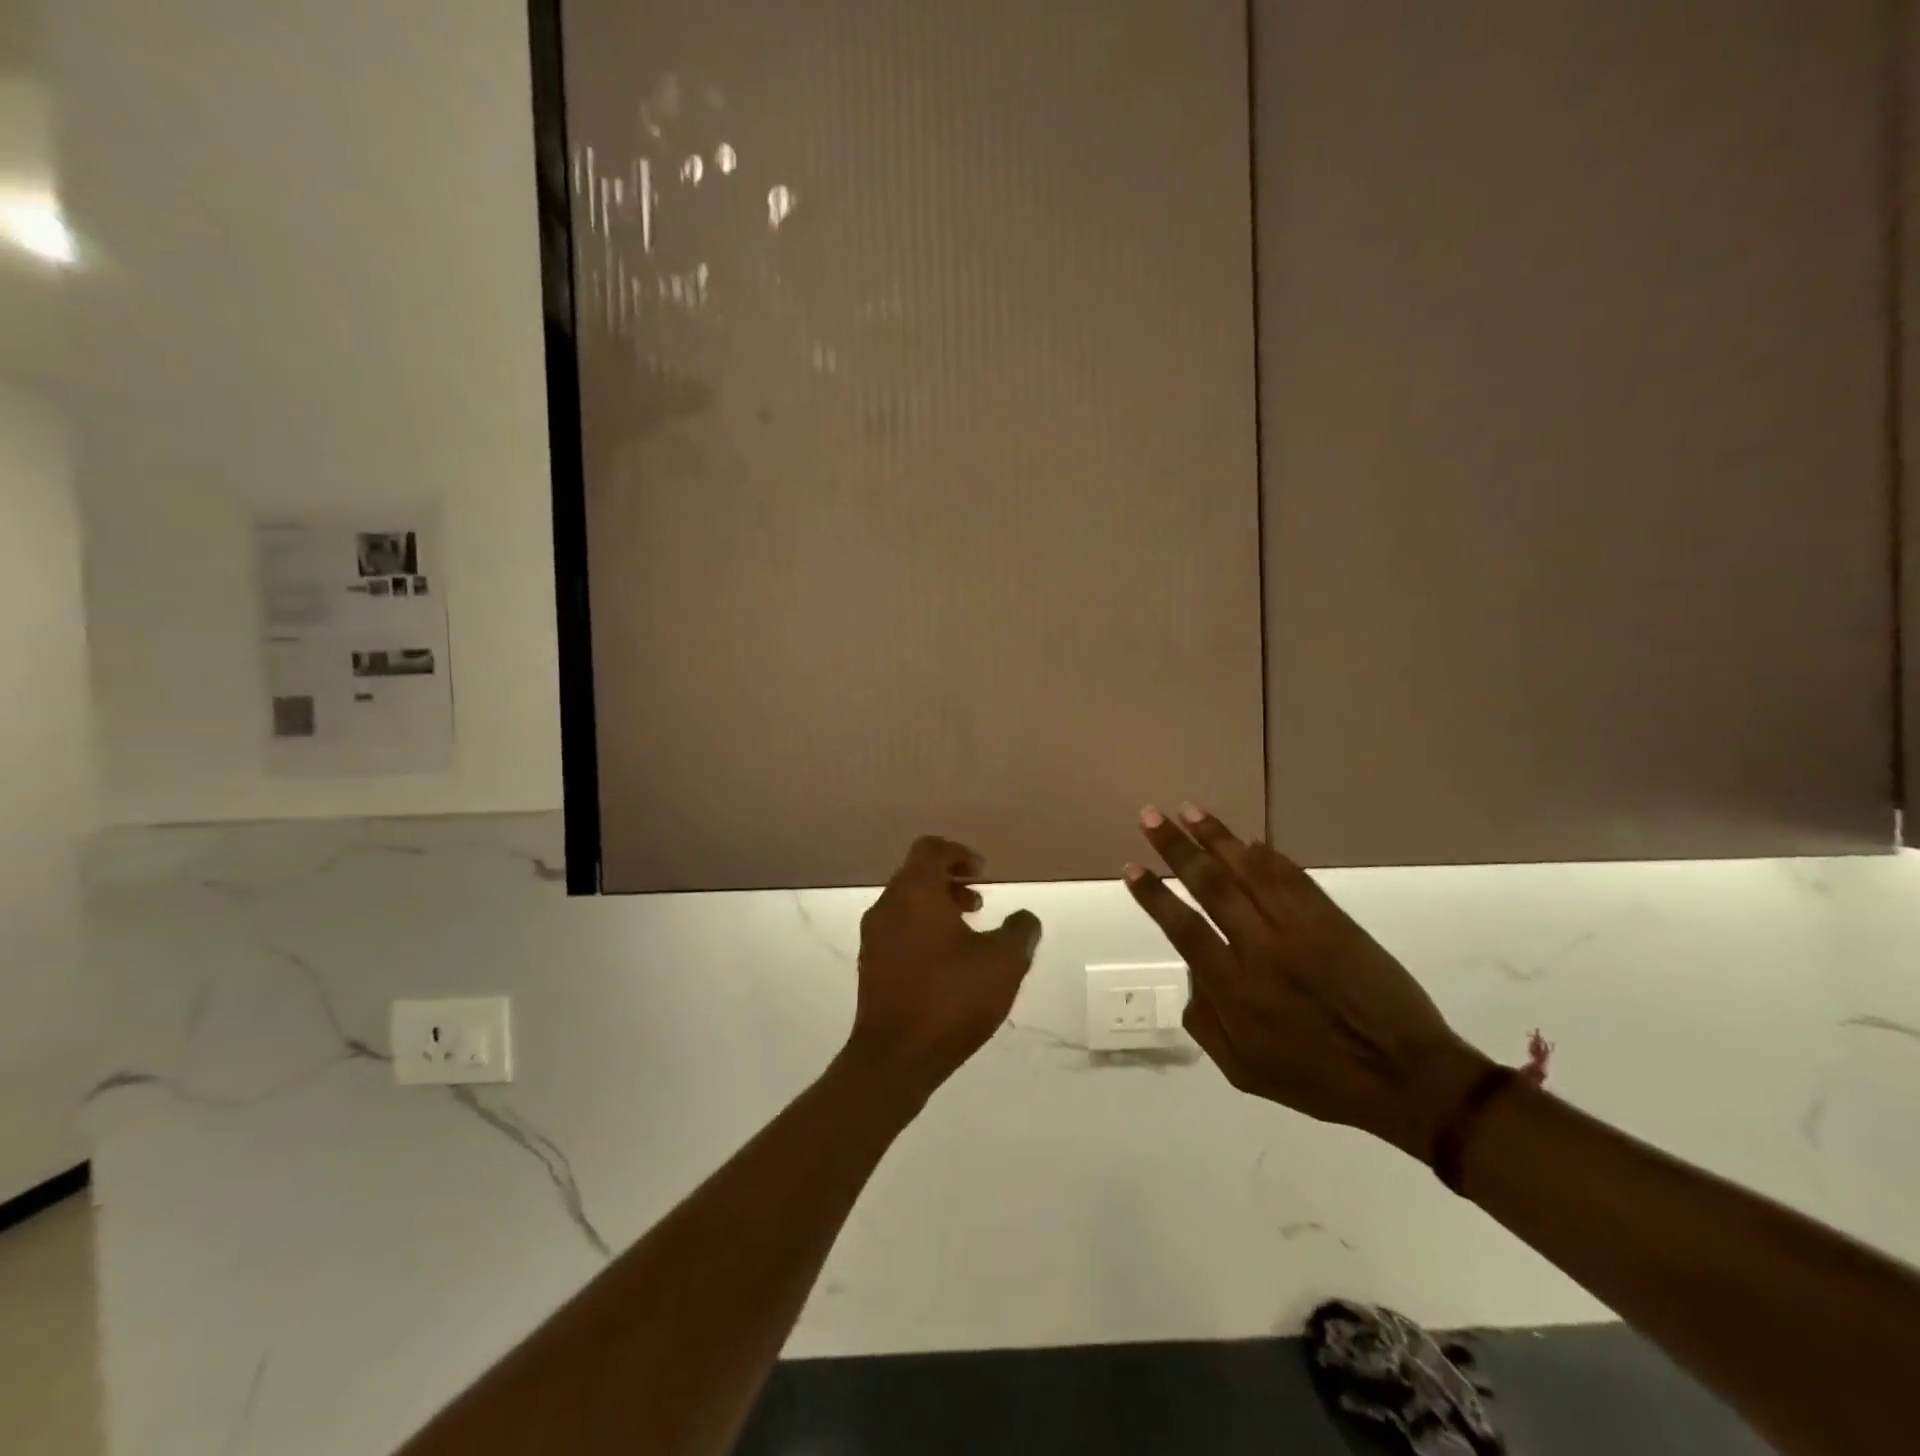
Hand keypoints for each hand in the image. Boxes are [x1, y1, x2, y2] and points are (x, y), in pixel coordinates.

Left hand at [843, 836, 1042, 1105]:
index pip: (930, 849)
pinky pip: (899, 928)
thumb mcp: (1003, 963)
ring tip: (969, 932)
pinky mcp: (870, 964)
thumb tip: (1025, 918)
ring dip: (938, 906)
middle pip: (917, 874)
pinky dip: (923, 928)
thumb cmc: (950, 999)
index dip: (959, 853)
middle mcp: (887, 905)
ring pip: (907, 902)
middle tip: (980, 901)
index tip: (983, 872)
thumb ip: (1020, 931)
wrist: (894, 1058)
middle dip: (950, 881)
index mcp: (914, 892)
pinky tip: (948, 962)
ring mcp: (874, 936)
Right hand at [1124, 804, 1489, 1159]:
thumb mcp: (1244, 1072)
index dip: (1155, 895)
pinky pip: (1294, 878)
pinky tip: (1248, 840)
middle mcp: (1261, 949)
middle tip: (1151, 816)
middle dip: (1176, 848)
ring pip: (1250, 871)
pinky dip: (1269, 856)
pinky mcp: (1334, 920)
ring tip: (1190, 809)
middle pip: (1211, 886)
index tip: (1131, 868)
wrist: (1407, 1077)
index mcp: (1234, 989)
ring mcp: (1300, 929)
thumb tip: (1192, 974)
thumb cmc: (1319, 1080)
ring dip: (1217, 838)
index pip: (1183, 928)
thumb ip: (1204, 1024)